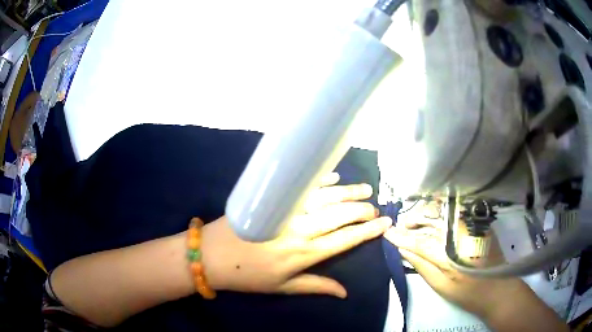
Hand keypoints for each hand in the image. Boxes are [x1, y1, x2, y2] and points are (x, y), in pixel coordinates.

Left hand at [201, 173, 391, 297]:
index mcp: (305, 253)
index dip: (367, 231)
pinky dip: (321, 181)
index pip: (345, 239)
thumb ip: (316, 286)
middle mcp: (301, 229)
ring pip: (326, 197)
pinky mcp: (274, 198)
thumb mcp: (282, 287)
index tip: (385, 223)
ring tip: (365, 189)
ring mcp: (287, 211)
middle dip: (362, 210)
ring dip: (348, 192)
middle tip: (375, 206)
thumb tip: (345, 292)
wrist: (211, 255)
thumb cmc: (248, 276)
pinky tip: (334, 177)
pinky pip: (303, 186)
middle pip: (340, 215)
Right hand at [383, 201, 525, 318]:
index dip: (402, 238)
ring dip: (426, 214)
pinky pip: (456, 214)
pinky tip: (433, 218)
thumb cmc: (469, 293)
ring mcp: (473, 226)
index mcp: (452, 255)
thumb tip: (404, 251)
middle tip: (400, 224)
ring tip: (413, 221)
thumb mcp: (442, 287)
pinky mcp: (479, 224)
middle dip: (413, 219)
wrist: (499, 289)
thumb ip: (423, 267)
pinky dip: (441, 214)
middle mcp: (463, 235)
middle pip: (434, 220)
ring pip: (444, 214)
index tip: (387, 233)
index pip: (421, 242)